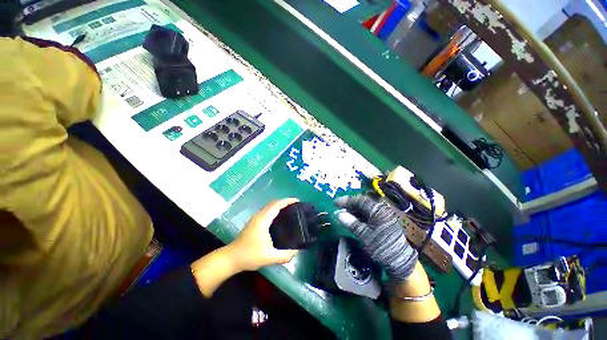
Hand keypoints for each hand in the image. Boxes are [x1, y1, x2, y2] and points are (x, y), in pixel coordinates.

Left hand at [229, 198, 299, 270]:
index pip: (276, 205)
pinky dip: (274, 209)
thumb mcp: (269, 257)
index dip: (287, 201)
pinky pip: (267, 210)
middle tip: (296, 206)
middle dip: (284, 202)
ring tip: (290, 210)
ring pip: (269, 206)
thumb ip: (285, 255)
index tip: (297, 201)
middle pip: (273, 203)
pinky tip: (279, 218)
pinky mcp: (254, 222)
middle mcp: (259, 216)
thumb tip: (297, 251)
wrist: (231, 258)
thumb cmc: (249, 255)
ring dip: (279, 205)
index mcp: (263, 220)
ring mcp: (255, 218)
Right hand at [335, 195, 417, 281]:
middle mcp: (380, 210)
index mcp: (377, 211)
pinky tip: (354, 220)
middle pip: (362, 203)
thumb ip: (352, 223)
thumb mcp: (364, 235)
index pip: (359, 200)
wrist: (399, 260)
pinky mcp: (383, 222)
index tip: (335, 203)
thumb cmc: (381, 246)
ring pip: (365, 209)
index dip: (346, 200)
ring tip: (344, 214)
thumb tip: (339, 214)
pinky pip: (368, 215)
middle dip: (349, 205)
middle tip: (338, 208)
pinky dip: (359, 216)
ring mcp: (382, 216)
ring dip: (354, 210)